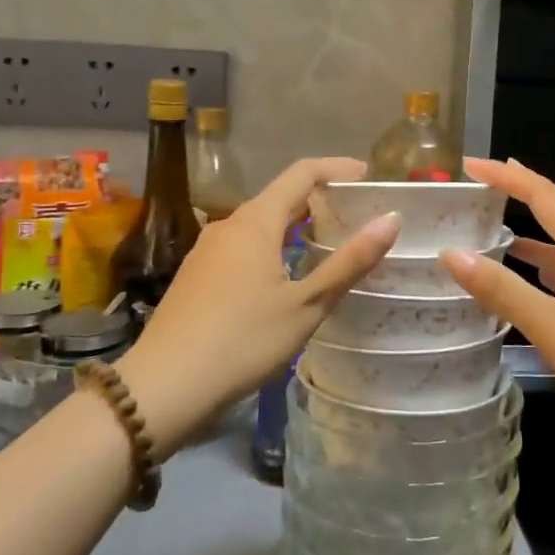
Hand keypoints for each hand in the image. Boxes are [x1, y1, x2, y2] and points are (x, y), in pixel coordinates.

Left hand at [125, 157, 399, 425]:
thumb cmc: (243, 340)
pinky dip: (273, 245)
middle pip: (280, 196)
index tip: (369, 176)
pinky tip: (286, 274)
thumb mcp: (306, 305)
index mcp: (256, 222)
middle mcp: (229, 225)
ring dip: (296, 224)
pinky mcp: (197, 275)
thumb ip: (349, 262)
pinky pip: (244, 245)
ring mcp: (207, 250)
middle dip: (320, 199)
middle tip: (358, 214)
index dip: (337, 168)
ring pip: (260, 223)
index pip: (302, 173)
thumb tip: (391, 220)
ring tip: (328, 243)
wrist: (163, 386)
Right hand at [440, 158, 554, 426]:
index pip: (544, 196)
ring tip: (492, 230)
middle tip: (483, 184)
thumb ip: (503, 291)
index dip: (508, 177)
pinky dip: (541, 270)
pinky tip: (526, 286)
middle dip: (520, 193)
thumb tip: (451, 252)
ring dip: (529, 233)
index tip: (472, 165)